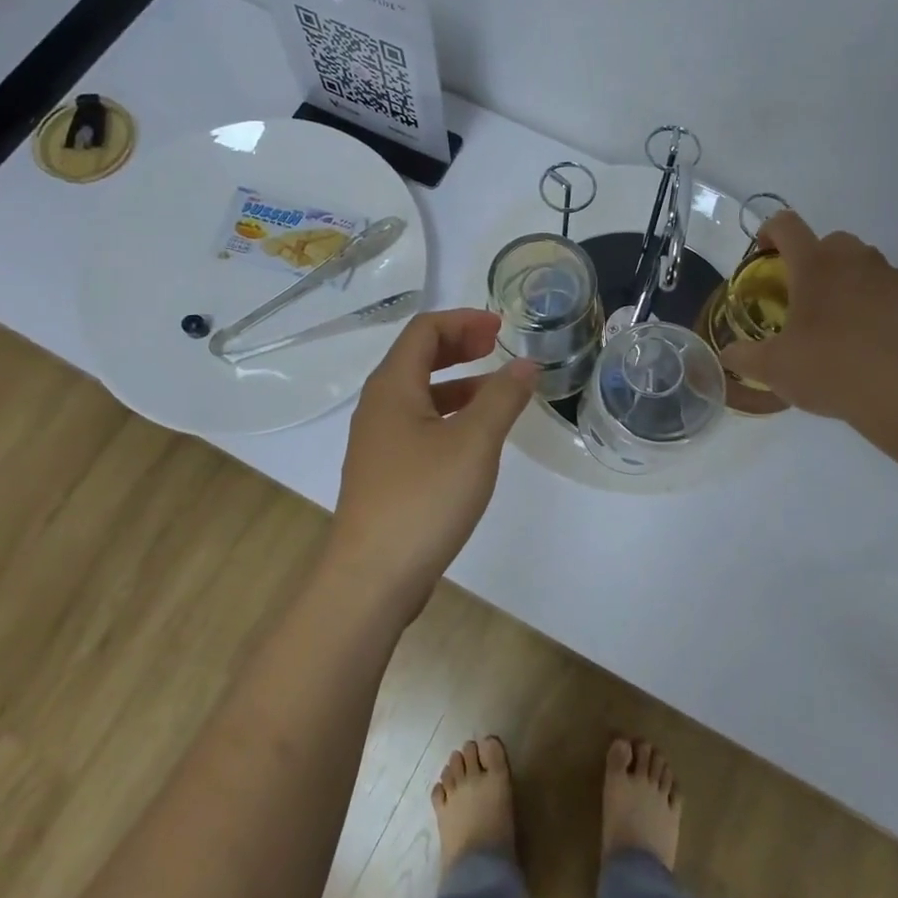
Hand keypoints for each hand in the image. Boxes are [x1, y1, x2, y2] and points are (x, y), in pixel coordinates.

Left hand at [330, 309, 537, 615]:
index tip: (501, 327)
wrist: (372, 577)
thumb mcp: (473, 443)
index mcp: (392, 387)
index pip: (424, 330)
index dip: (463, 321)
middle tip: (496, 347)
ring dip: (458, 382)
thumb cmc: (423, 499)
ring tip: (498, 391)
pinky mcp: (385, 472)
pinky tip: (475, 438)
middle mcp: (378, 406)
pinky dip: (449, 415)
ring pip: (420, 394)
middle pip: (418, 357)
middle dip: (459, 346)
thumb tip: (526, 363)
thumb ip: (502, 398)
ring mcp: (378, 442)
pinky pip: (419, 425)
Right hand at [720, 212, 897, 428]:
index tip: (765, 256)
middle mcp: (857, 261)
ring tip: (846, 327)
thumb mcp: (772, 369)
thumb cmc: (830, 371)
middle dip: (816, 262)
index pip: (786, 225)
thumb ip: (743, 356)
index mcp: (815, 266)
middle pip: (832, 243)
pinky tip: (880, 344)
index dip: (770, 233)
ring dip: (852, 285)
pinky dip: (886, 310)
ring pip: (868, 268)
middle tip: (806, 300)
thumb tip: (727, 353)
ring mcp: (897, 279)